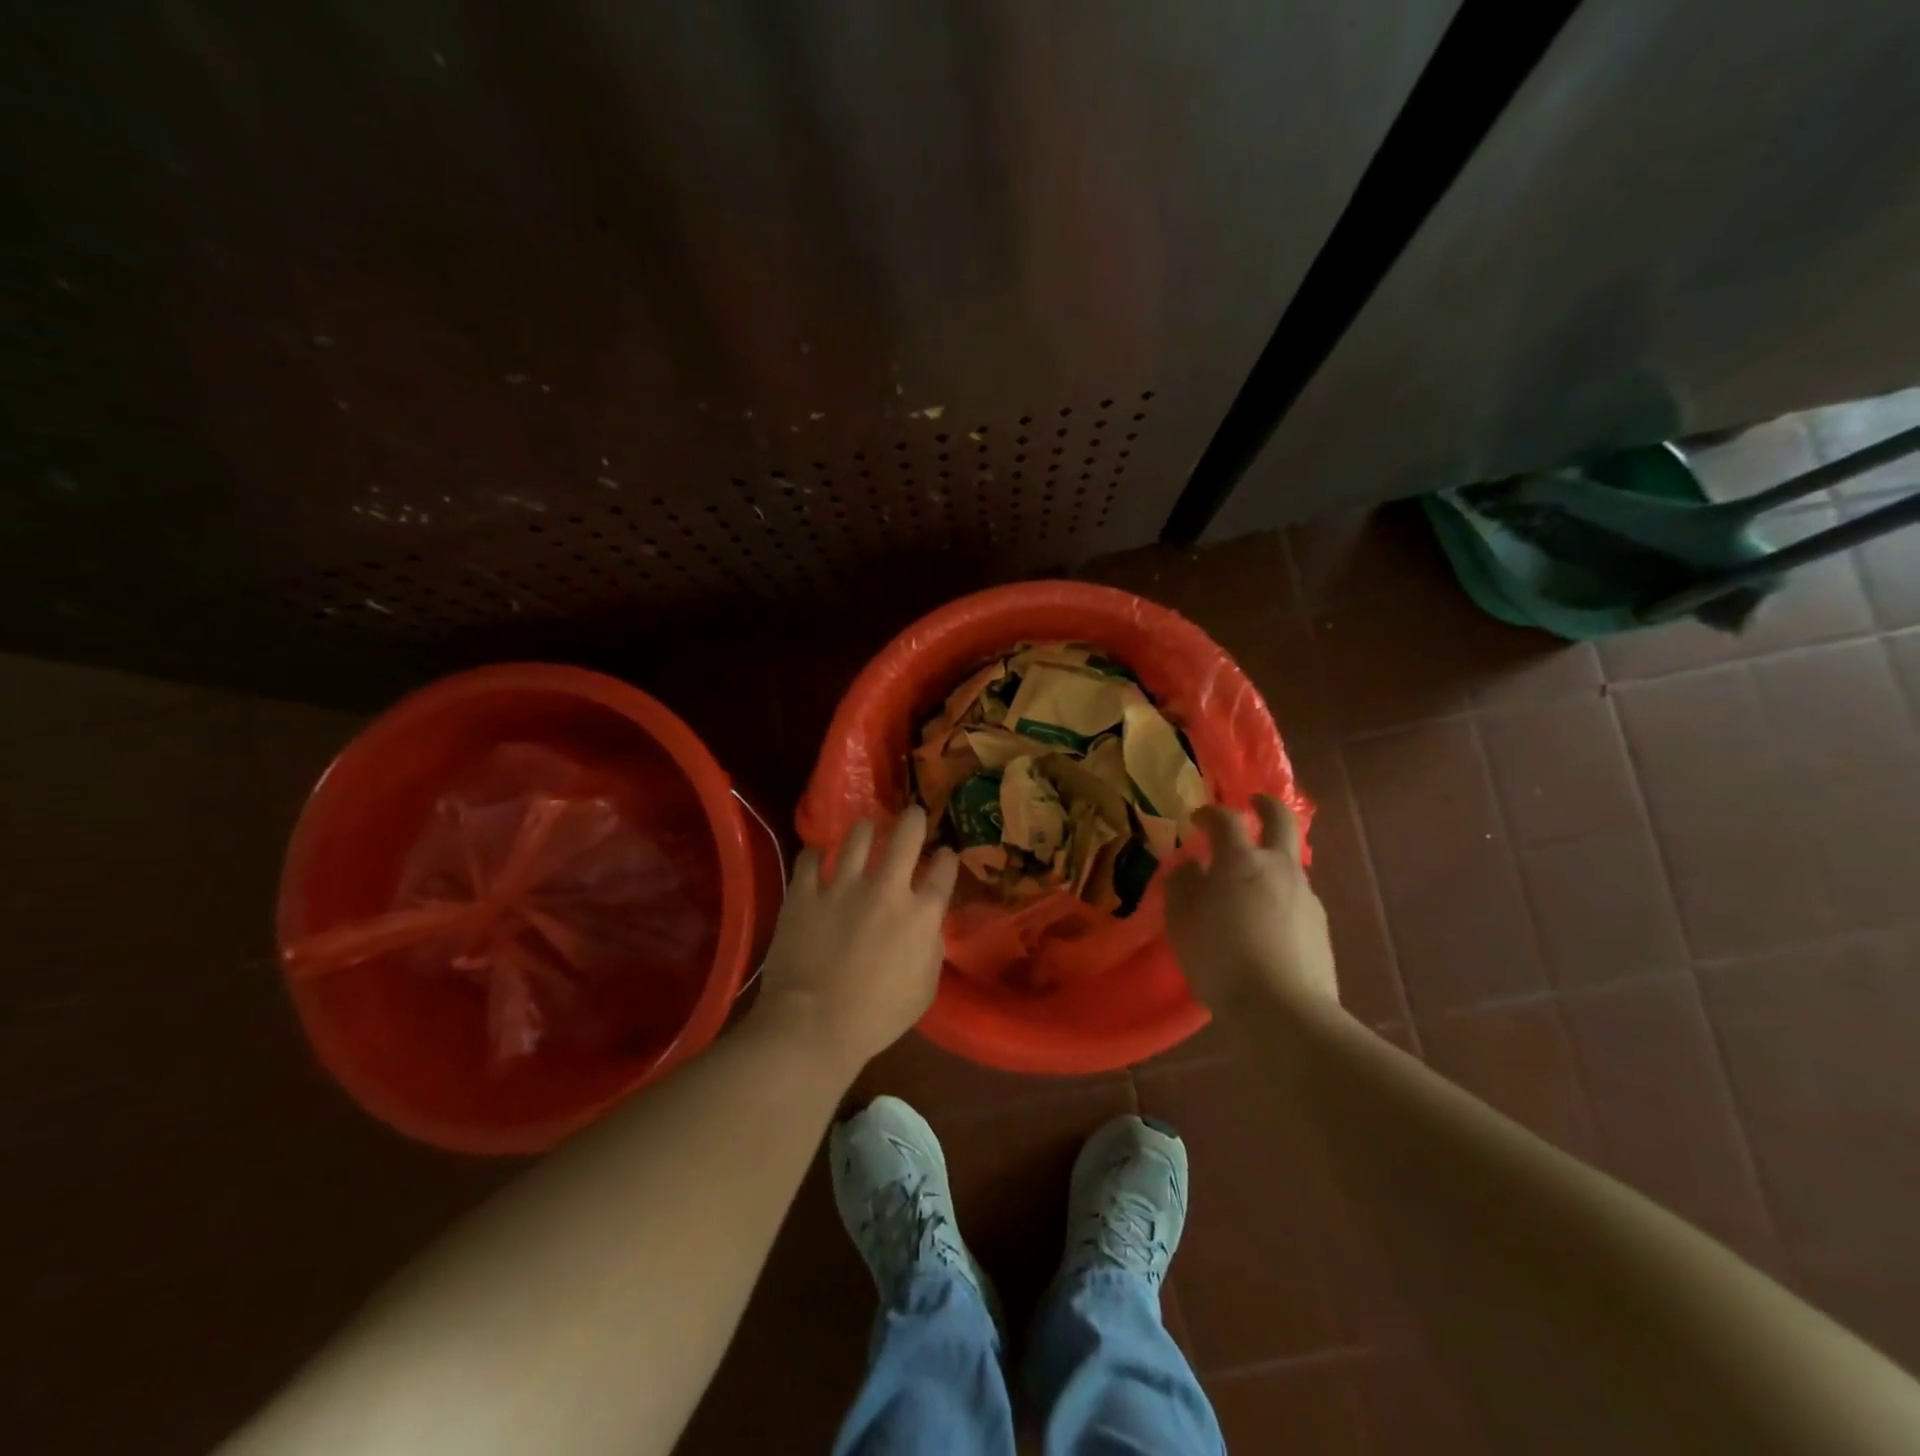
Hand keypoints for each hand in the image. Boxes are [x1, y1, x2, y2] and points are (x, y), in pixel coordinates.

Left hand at [751, 806, 958, 1074]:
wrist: (812, 1026)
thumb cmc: (876, 1017)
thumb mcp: (924, 990)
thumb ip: (931, 949)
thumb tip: (928, 925)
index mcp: (920, 915)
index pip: (944, 871)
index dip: (947, 858)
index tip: (945, 855)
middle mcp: (885, 888)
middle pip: (906, 836)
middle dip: (914, 819)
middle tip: (913, 814)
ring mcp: (841, 886)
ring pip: (857, 836)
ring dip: (865, 829)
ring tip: (866, 828)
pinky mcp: (805, 892)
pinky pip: (810, 857)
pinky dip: (816, 854)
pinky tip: (818, 855)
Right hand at [1166, 795, 1338, 1015]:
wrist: (1283, 1010)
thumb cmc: (1219, 957)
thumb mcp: (1182, 921)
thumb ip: (1182, 885)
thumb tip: (1191, 866)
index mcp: (1240, 860)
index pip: (1226, 819)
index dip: (1210, 813)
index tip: (1197, 818)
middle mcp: (1278, 867)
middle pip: (1280, 820)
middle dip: (1266, 806)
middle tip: (1254, 803)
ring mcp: (1305, 896)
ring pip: (1290, 862)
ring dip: (1272, 858)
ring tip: (1251, 882)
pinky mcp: (1320, 926)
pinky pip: (1296, 898)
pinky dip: (1280, 896)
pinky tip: (1267, 923)